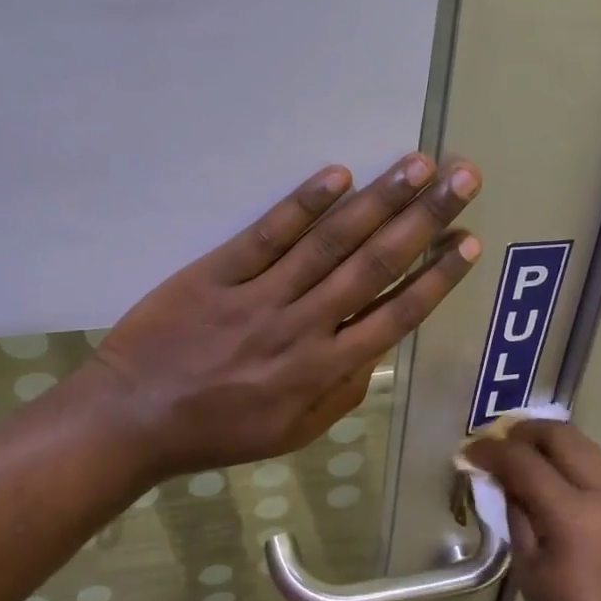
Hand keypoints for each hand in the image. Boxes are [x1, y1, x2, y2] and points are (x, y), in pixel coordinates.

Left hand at [83, 153, 482, 479]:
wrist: (131, 419)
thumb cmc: (217, 431)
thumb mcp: (292, 433)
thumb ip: (342, 394)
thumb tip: (376, 349)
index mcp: (323, 370)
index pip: (395, 315)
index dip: (436, 276)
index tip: (469, 241)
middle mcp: (303, 327)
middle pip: (374, 265)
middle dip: (425, 219)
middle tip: (462, 178)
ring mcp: (260, 296)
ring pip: (330, 243)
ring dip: (379, 201)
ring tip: (417, 166)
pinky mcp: (217, 273)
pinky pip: (267, 235)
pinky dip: (303, 203)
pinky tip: (337, 175)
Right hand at [465, 421, 600, 600]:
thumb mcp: (531, 577)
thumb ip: (518, 519)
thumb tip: (506, 485)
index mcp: (572, 514)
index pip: (523, 461)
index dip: (491, 450)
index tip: (470, 452)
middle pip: (562, 435)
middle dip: (525, 432)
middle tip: (500, 445)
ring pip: (587, 447)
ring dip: (552, 444)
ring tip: (526, 460)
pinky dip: (575, 464)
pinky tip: (559, 485)